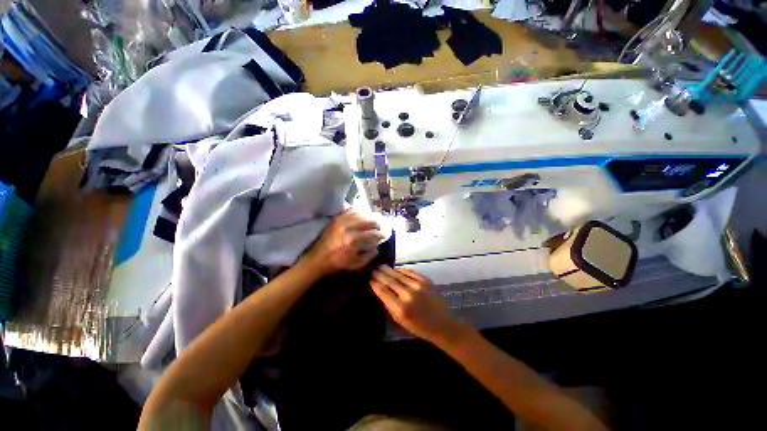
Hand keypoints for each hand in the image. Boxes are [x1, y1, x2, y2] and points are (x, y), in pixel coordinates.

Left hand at [302, 210, 384, 276]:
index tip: (387, 234)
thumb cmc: (339, 263)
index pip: (374, 233)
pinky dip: (360, 212)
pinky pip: (352, 210)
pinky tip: (364, 216)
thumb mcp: (357, 264)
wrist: (319, 259)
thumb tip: (378, 245)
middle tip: (381, 227)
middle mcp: (349, 228)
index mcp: (354, 240)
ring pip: (362, 214)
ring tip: (374, 221)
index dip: (382, 233)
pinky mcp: (337, 218)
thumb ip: (370, 255)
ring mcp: (342, 221)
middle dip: (378, 224)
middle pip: (370, 220)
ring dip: (370, 217)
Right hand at [371, 266, 467, 346]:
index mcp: (400, 308)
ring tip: (381, 266)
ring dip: (389, 270)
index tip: (369, 278)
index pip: (383, 291)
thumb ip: (389, 305)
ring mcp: (418, 286)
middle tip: (373, 268)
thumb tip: (380, 290)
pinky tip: (396, 269)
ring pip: (399, 274)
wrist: (442, 325)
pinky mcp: (426, 280)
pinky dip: (401, 270)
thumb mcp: (400, 321)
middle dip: (380, 274)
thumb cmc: (418, 327)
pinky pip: (410, 272)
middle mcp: (408, 295)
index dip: (375, 283)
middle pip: (390, 280)